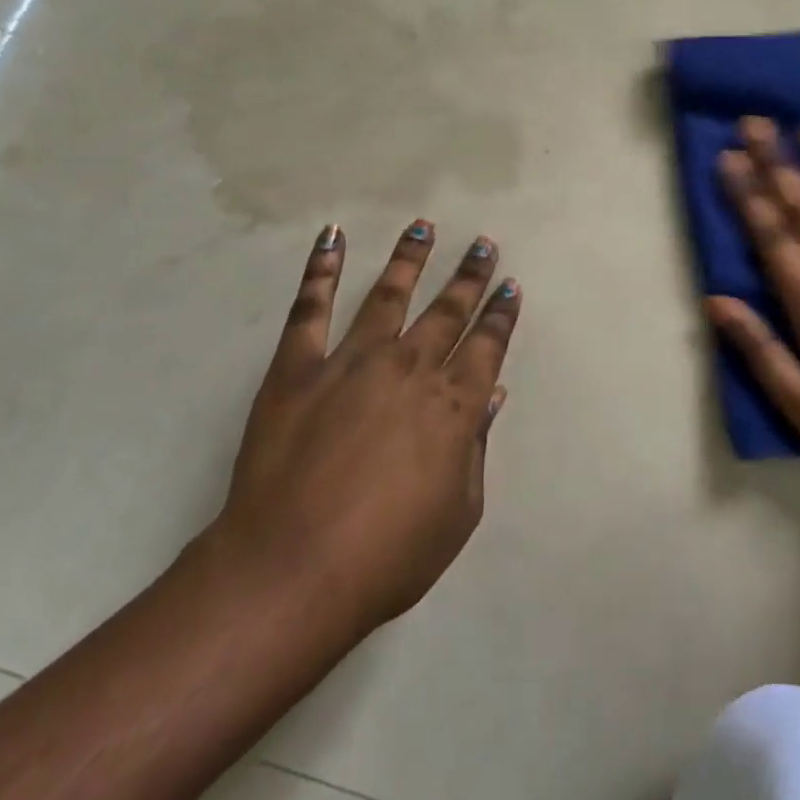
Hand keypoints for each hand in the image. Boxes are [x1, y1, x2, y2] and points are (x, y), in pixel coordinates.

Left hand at [209, 222, 521, 641]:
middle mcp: (410, 368)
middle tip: (483, 244)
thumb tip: (492, 395)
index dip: (502, 316)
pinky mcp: (298, 368)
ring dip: (410, 259)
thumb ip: (476, 447)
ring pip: (389, 295)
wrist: (289, 573)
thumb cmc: (386, 556)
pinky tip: (332, 238)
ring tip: (423, 226)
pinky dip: (321, 270)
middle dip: (470, 276)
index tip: (510, 287)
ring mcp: (351, 362)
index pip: (488, 346)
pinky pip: (311, 309)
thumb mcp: (458, 512)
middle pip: (448, 310)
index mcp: (454, 404)